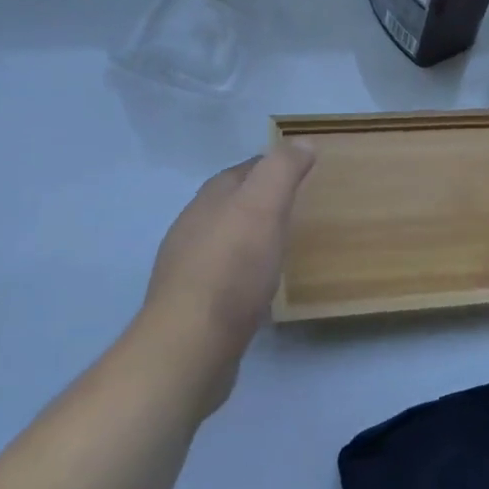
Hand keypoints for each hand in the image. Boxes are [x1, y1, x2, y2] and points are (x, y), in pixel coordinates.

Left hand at [134, 141, 315, 412]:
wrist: (191, 345)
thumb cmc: (232, 269)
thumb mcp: (263, 207)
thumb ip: (281, 171)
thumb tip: (301, 142)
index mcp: (209, 200)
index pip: (242, 170)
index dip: (270, 166)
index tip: (301, 170)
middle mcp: (192, 228)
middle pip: (230, 203)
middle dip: (258, 200)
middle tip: (296, 207)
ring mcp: (187, 269)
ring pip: (224, 240)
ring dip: (249, 237)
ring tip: (281, 245)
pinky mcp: (192, 306)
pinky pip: (222, 276)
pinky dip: (242, 271)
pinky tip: (258, 286)